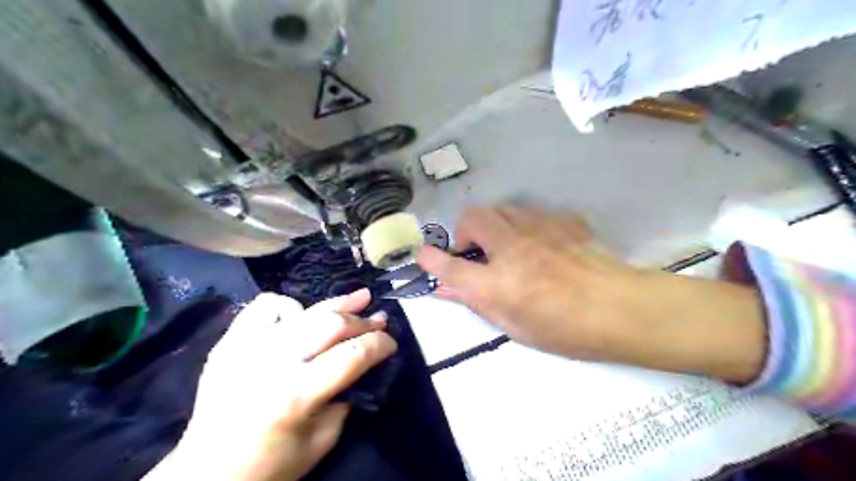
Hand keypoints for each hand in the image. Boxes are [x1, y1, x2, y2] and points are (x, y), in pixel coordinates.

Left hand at [149, 289, 396, 480]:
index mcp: (296, 395)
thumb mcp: (322, 442)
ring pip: (303, 309)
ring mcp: (247, 347)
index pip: (352, 355)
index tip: (392, 343)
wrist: (205, 475)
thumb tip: (364, 362)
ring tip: (359, 297)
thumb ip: (346, 398)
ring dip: (337, 303)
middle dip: (362, 321)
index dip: (380, 345)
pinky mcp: (229, 342)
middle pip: (330, 324)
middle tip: (379, 321)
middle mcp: (272, 363)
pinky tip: (302, 315)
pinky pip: (264, 306)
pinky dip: (289, 306)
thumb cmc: (269, 466)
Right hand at [418, 207, 765, 382]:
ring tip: (505, 247)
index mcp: (499, 283)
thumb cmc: (566, 330)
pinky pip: (530, 214)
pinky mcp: (562, 220)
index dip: (432, 259)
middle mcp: (513, 248)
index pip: (451, 267)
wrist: (623, 309)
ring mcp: (539, 228)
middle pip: (473, 218)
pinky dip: (523, 226)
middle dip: (465, 232)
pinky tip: (538, 244)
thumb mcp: (515, 326)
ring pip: (501, 209)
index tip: (422, 254)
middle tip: (476, 253)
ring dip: (493, 226)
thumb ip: (477, 301)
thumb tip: (447, 288)